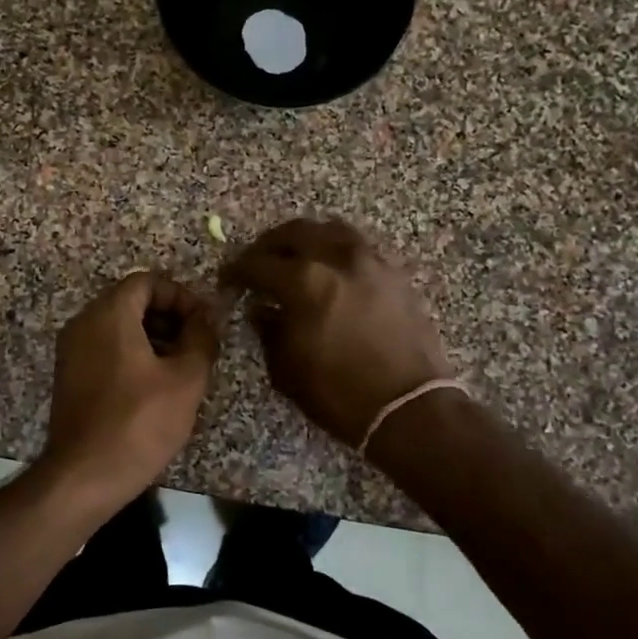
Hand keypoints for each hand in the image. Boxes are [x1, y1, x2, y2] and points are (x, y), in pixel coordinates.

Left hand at [42, 271, 218, 506]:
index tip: (204, 323)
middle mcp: (83, 323)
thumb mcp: (186, 379)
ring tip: (181, 368)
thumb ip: (201, 339)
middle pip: (130, 301)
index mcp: (108, 314)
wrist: (85, 475)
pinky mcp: (69, 376)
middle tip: (197, 346)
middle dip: (169, 317)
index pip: (147, 281)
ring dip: (153, 337)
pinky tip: (154, 386)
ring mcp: (71, 351)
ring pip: (117, 327)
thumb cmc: (139, 422)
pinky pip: (104, 349)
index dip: (181, 296)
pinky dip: (131, 355)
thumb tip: (206, 319)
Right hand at [221, 218, 451, 447]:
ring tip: (296, 258)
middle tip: (258, 261)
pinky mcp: (395, 274)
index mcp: (304, 282)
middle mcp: (338, 259)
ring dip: (307, 239)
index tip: (228, 279)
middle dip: (269, 245)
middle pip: (295, 233)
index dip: (237, 270)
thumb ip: (268, 330)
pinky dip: (337, 251)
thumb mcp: (287, 368)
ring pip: (331, 230)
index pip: (258, 263)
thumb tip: (261, 308)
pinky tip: (331, 271)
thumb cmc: (339, 393)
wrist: (409, 408)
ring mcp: (371, 262)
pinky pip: (359, 247)